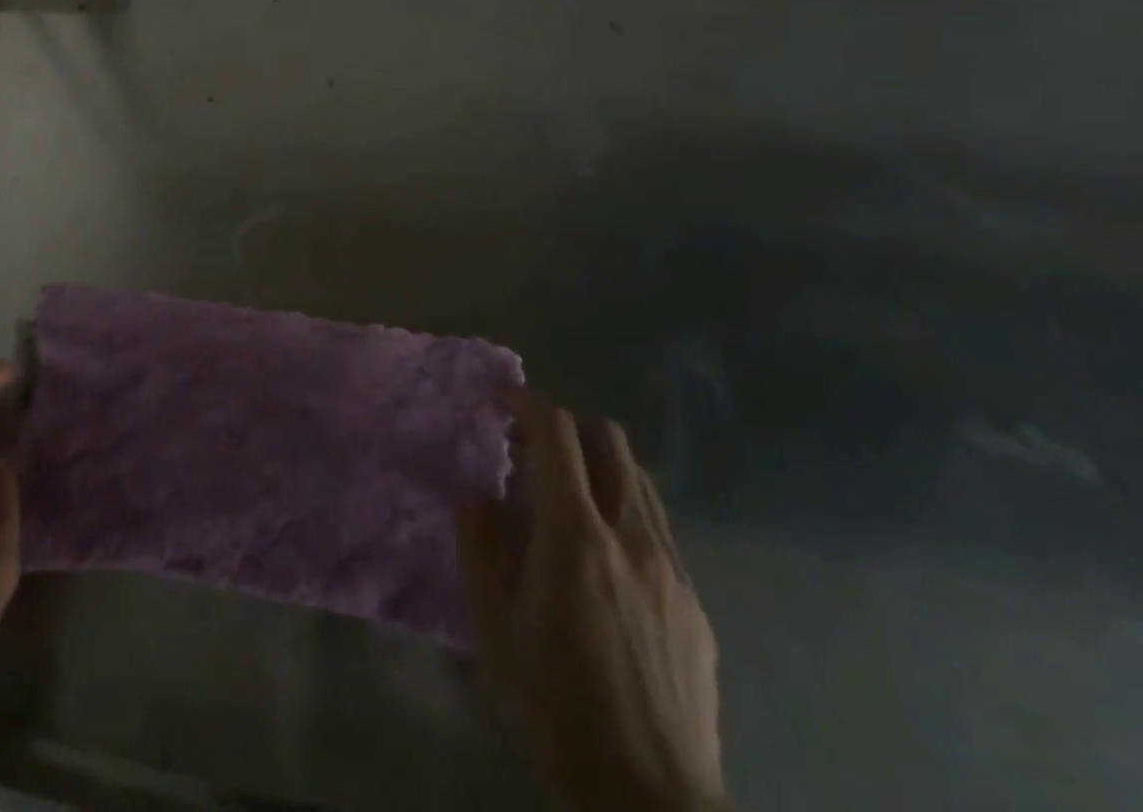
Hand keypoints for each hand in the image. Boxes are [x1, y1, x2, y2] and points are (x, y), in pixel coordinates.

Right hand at [457, 387, 725, 811]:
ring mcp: (672, 569)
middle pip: (609, 440)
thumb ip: (478, 545)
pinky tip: (604, 558)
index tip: (500, 400)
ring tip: (565, 496)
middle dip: (566, 427)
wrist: (648, 797)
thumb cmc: (554, 703)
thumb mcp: (492, 624)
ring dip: (598, 466)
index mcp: (575, 535)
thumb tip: (476, 496)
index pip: (557, 434)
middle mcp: (630, 536)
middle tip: (531, 451)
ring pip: (639, 480)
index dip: (527, 403)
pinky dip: (624, 511)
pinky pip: (658, 528)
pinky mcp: (697, 604)